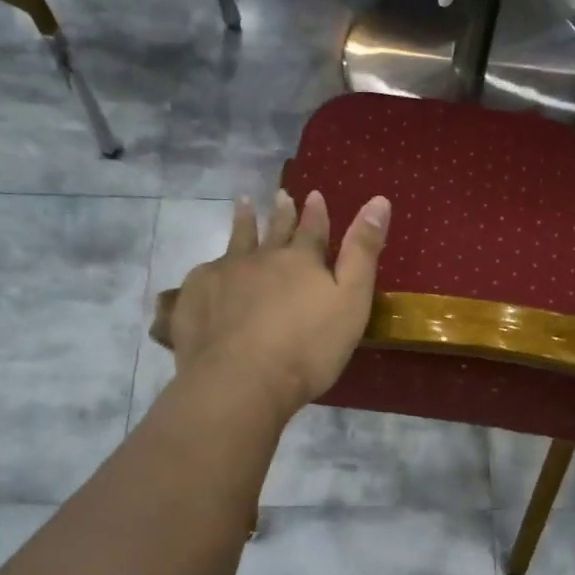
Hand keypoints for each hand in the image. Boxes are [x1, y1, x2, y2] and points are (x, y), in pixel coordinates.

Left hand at [164, 188, 390, 417]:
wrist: (240, 380)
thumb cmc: (307, 349)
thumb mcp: (351, 302)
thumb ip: (362, 253)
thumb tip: (379, 200)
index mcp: (301, 260)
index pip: (313, 230)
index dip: (316, 213)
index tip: (315, 195)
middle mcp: (261, 257)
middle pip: (274, 230)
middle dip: (281, 212)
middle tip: (280, 194)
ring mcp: (224, 273)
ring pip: (236, 241)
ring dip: (243, 222)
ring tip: (243, 204)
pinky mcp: (196, 295)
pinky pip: (205, 272)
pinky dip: (213, 266)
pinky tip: (210, 268)